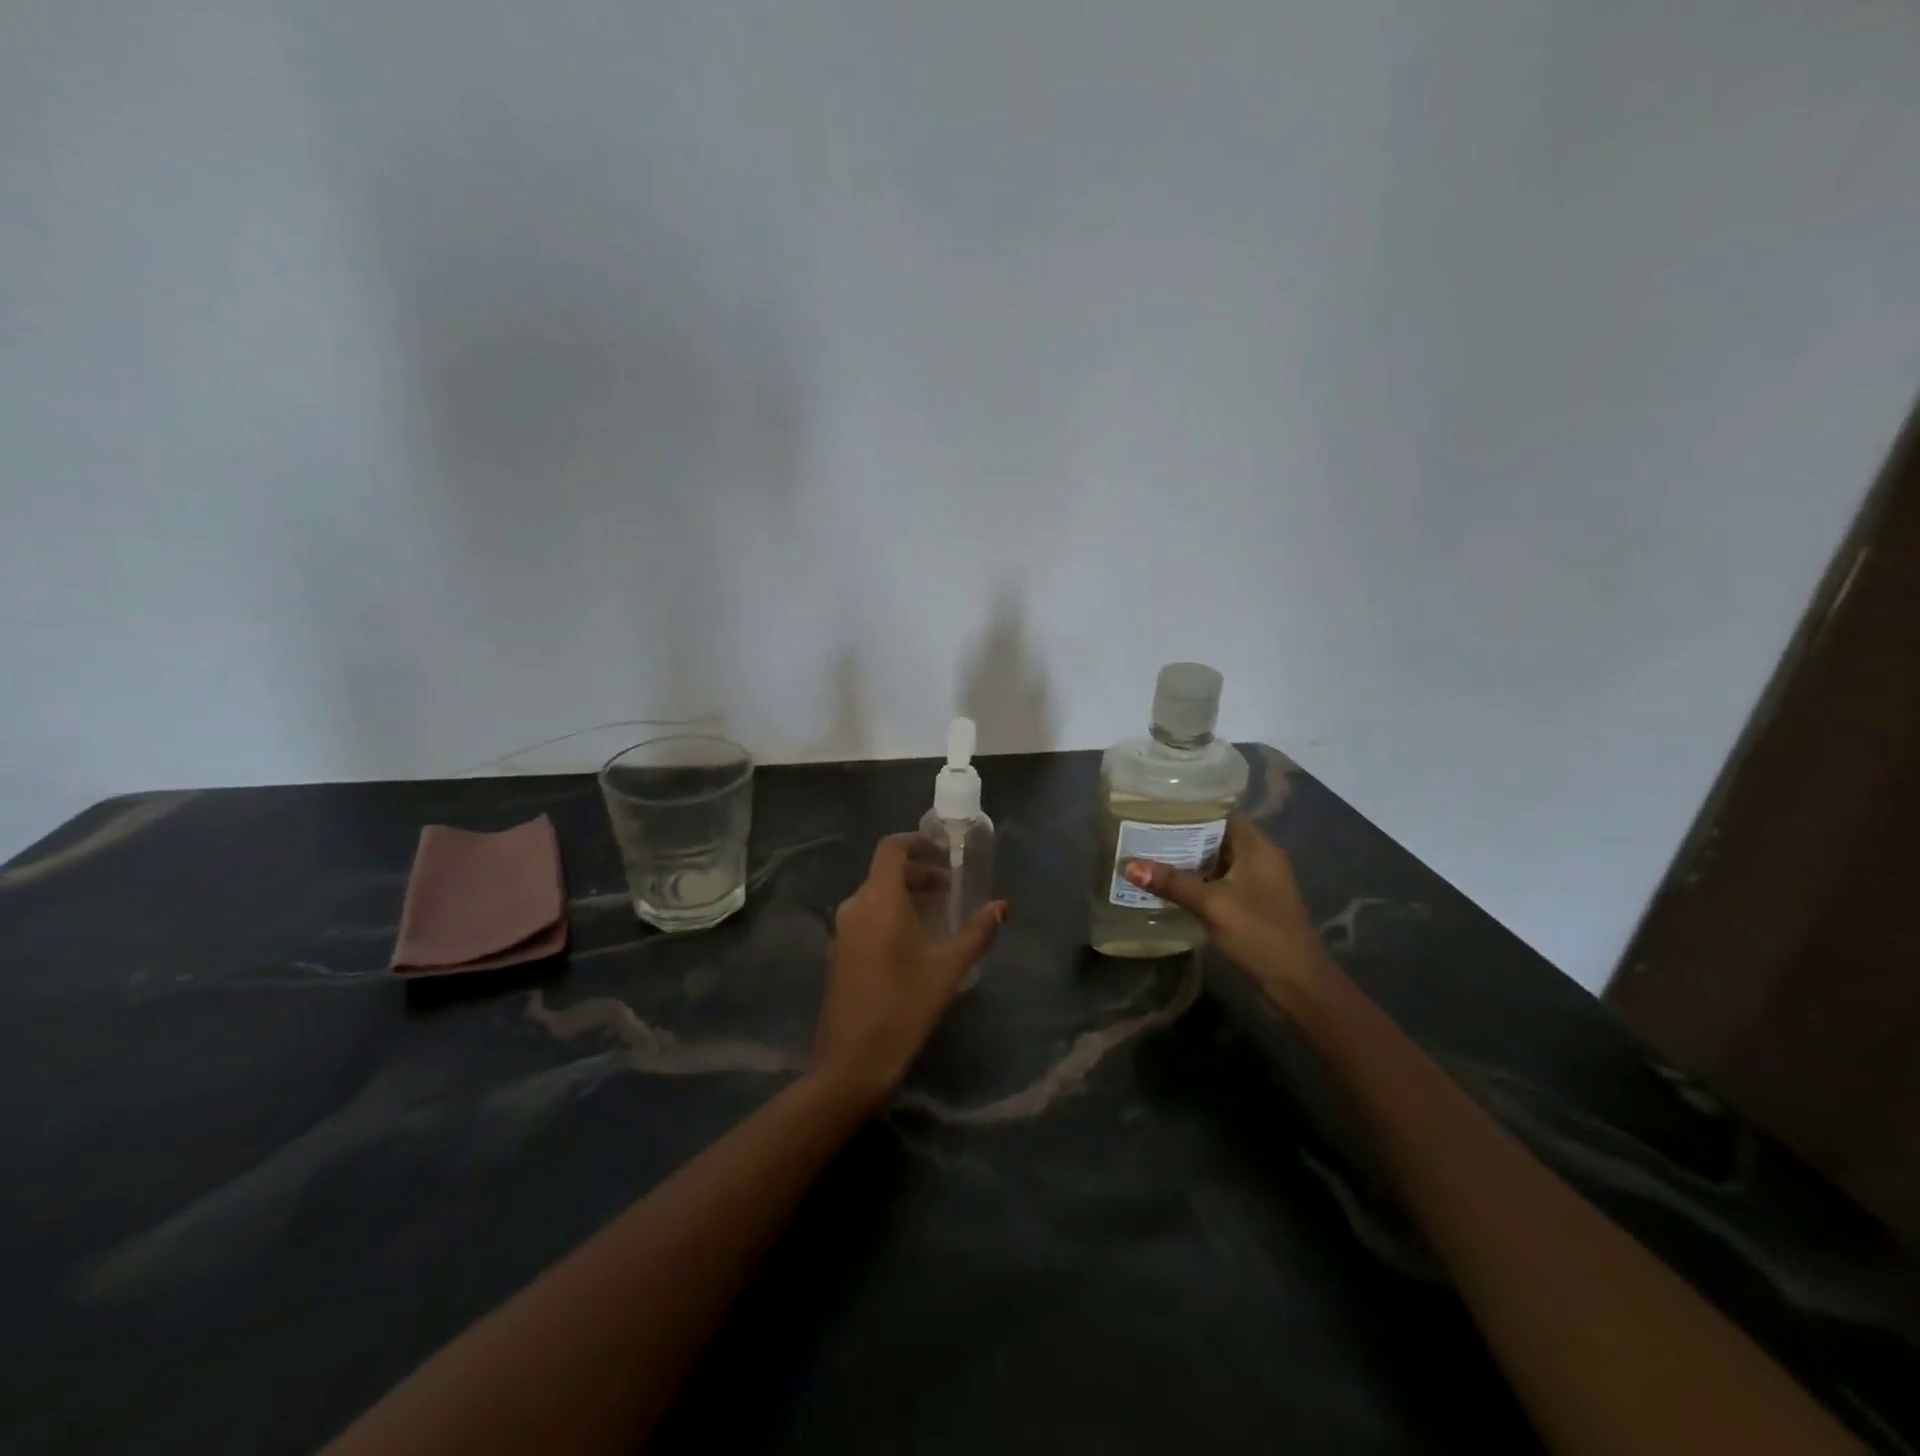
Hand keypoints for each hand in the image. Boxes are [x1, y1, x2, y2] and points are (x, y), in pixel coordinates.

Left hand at [813, 833, 1006, 1112]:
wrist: (851, 1062)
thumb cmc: (904, 1007)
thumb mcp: (948, 968)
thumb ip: (977, 933)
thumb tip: (1002, 907)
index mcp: (879, 900)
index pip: (892, 849)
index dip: (916, 842)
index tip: (942, 850)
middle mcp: (855, 907)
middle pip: (885, 873)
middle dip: (918, 873)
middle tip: (949, 887)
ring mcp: (842, 931)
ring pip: (874, 896)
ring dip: (904, 896)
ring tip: (935, 914)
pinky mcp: (838, 954)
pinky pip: (865, 918)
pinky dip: (889, 915)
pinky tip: (911, 942)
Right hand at [1121, 815, 1325, 996]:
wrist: (1298, 985)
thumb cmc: (1260, 935)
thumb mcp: (1213, 906)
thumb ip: (1173, 883)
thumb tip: (1129, 865)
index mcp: (1257, 847)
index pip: (1221, 813)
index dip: (1190, 808)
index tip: (1155, 807)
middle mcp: (1259, 858)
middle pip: (1216, 836)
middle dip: (1181, 835)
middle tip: (1141, 831)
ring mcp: (1256, 882)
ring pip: (1215, 861)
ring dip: (1186, 860)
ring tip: (1146, 854)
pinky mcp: (1251, 903)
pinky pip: (1218, 881)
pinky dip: (1196, 881)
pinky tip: (1167, 885)